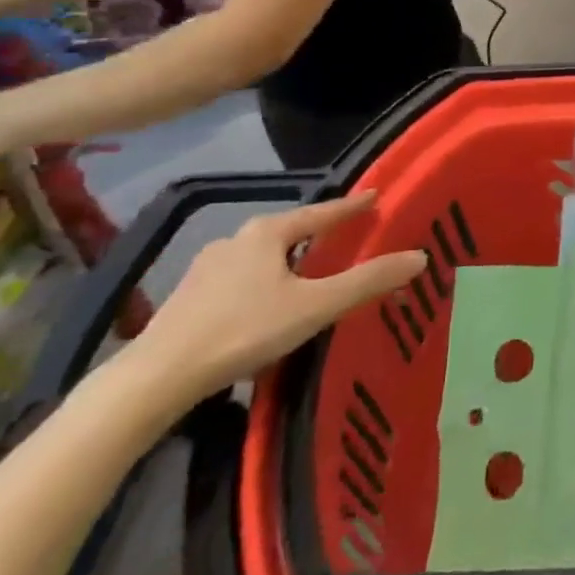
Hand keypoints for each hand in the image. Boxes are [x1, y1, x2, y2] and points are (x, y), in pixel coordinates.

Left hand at [124, 193, 425, 405]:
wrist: (155, 378)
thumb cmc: (243, 331)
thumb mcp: (315, 306)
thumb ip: (367, 282)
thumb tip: (419, 257)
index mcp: (267, 233)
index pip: (321, 212)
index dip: (350, 206)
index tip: (375, 195)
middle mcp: (236, 239)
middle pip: (288, 230)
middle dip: (316, 232)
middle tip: (343, 237)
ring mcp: (206, 268)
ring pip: (261, 255)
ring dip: (286, 259)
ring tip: (306, 273)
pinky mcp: (188, 298)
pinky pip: (239, 278)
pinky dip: (261, 281)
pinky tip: (263, 305)